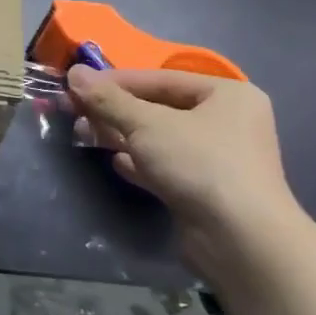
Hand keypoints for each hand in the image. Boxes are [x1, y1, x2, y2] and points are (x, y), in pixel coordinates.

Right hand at [65, 66, 301, 247]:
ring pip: (160, 139)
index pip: (160, 79)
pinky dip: (140, 163)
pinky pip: (167, 167)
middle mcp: (228, 122)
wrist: (241, 241)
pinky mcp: (207, 191)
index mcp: (226, 95)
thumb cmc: (199, 164)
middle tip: (75, 112)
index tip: (77, 85)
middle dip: (115, 111)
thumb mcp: (147, 124)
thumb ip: (109, 99)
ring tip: (84, 135)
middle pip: (159, 108)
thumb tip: (74, 72)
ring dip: (122, 136)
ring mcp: (219, 159)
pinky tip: (116, 163)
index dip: (115, 81)